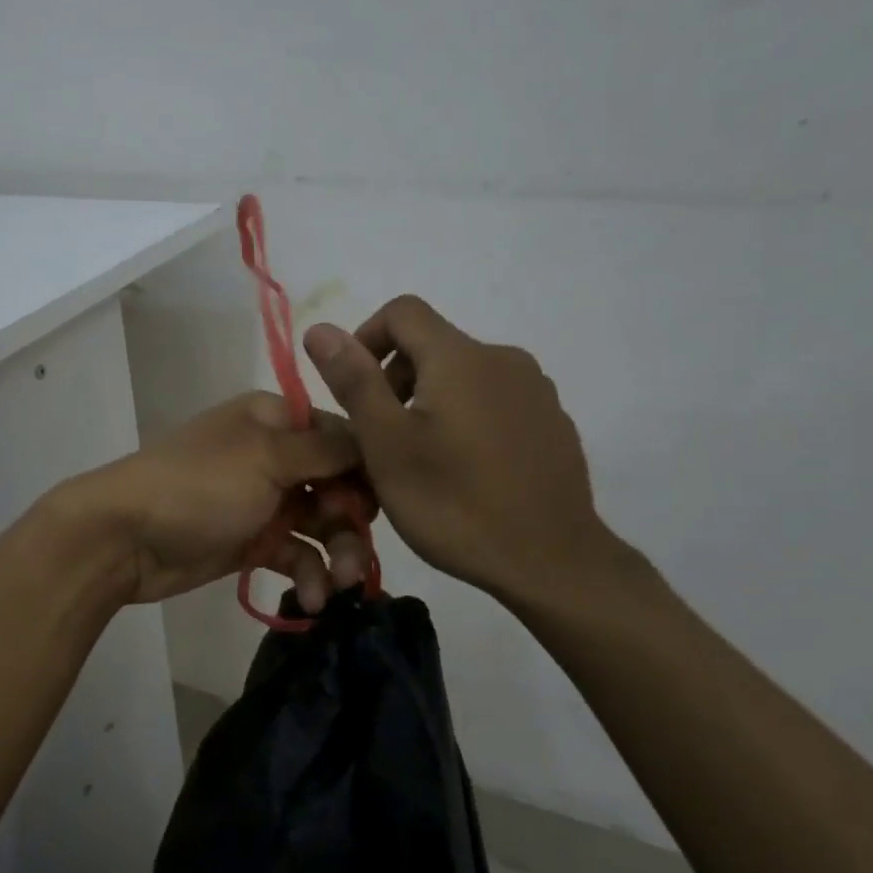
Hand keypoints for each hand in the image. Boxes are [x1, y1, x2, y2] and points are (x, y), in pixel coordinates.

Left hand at [66, 392, 374, 608]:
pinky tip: (312, 601)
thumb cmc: (200, 485)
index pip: (340, 436)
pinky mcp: (254, 541)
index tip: (378, 504)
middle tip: (355, 558)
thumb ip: (325, 449)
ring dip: (337, 555)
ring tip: (339, 587)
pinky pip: (297, 555)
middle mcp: (275, 455)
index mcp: (274, 420)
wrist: (126, 537)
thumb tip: (371, 440)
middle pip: (337, 485)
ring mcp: (264, 500)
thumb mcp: (267, 456)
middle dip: (352, 521)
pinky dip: (308, 575)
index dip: (365, 470)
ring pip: (322, 525)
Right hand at [302, 296, 641, 614]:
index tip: (355, 389)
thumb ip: (354, 381)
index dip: (366, 338)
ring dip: (431, 403)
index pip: (402, 311)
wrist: (552, 561)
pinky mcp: (553, 422)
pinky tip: (468, 473)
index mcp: (460, 357)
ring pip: (464, 377)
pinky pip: (496, 403)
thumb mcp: (387, 445)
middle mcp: (503, 359)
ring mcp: (535, 391)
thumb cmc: (455, 503)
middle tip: (382, 439)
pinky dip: (468, 420)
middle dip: (396, 380)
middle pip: (433, 345)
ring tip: (422, 461)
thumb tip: (320, 328)